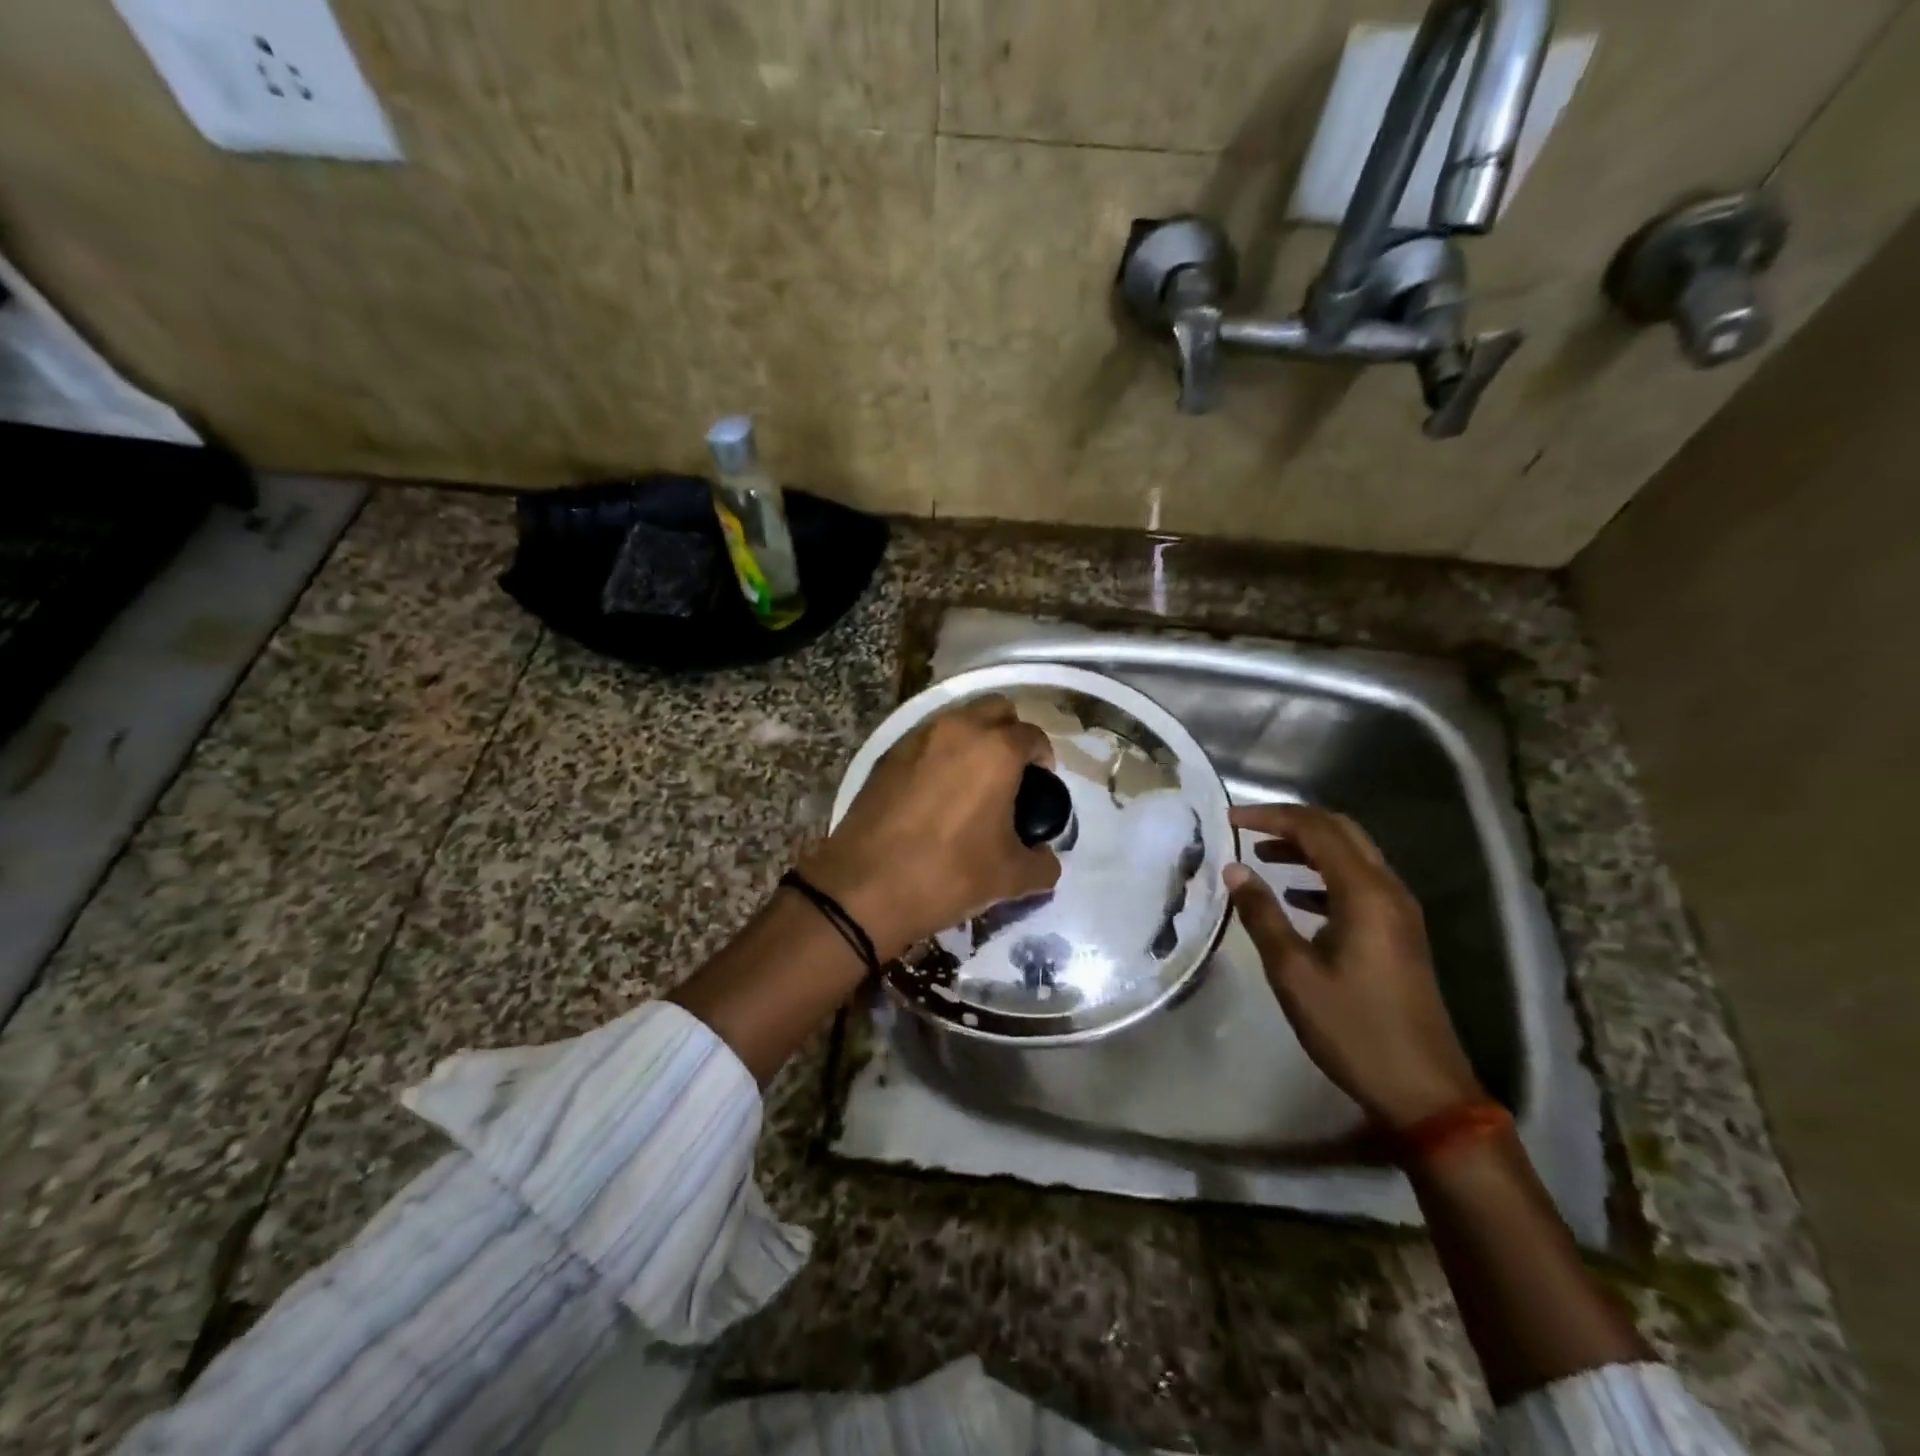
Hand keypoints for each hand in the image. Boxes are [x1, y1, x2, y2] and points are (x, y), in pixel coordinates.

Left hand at [801, 696, 1061, 960]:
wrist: (865, 886)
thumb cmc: (949, 874)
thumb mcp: (1011, 878)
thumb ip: (1043, 863)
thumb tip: (1046, 859)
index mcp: (996, 750)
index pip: (1033, 736)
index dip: (1043, 759)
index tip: (1040, 785)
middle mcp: (958, 730)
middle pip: (996, 711)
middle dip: (1009, 734)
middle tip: (1011, 774)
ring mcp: (917, 738)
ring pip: (957, 721)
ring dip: (972, 740)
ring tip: (972, 783)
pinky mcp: (887, 755)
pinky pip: (925, 741)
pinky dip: (939, 755)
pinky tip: (936, 793)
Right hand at [1225, 804, 1482, 1129]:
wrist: (1423, 1089)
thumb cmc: (1352, 1028)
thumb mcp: (1293, 972)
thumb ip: (1262, 914)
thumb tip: (1234, 869)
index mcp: (1364, 893)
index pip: (1315, 830)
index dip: (1269, 817)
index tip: (1228, 820)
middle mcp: (1387, 891)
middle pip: (1339, 831)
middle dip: (1290, 822)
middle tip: (1246, 828)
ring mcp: (1398, 912)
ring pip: (1351, 856)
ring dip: (1307, 847)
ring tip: (1262, 856)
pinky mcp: (1398, 933)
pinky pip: (1358, 883)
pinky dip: (1323, 876)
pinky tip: (1296, 896)